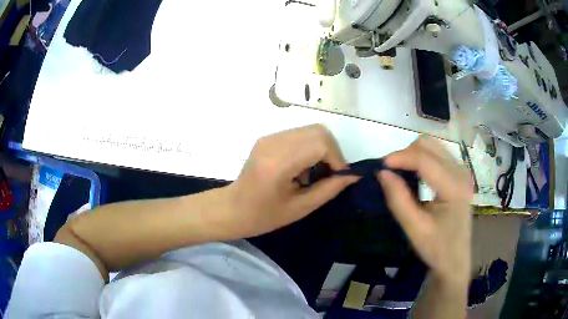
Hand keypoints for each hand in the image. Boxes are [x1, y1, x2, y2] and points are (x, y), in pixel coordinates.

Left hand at [225, 125, 358, 237]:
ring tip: (314, 173)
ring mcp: (269, 137)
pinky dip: (309, 147)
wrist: (233, 208)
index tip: (339, 177)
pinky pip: (299, 134)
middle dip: (332, 151)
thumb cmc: (264, 216)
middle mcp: (274, 142)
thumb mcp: (301, 207)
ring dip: (321, 149)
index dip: (337, 159)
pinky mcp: (268, 137)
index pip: (320, 144)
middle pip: (318, 131)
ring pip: (310, 130)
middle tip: (330, 174)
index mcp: (279, 163)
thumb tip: (354, 175)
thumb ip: (330, 188)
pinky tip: (302, 167)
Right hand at [378, 136, 472, 284]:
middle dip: (406, 154)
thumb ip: (399, 200)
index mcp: (454, 187)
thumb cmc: (437, 249)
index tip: (380, 166)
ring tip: (401, 174)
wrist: (455, 261)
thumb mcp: (415, 229)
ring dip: (413, 155)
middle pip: (429, 145)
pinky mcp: (459, 175)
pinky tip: (415, 176)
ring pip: (433, 146)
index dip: (401, 157)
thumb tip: (382, 172)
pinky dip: (421, 160)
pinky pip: (437, 155)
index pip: (425, 159)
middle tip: (390, 173)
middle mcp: (461, 172)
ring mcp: (462, 172)